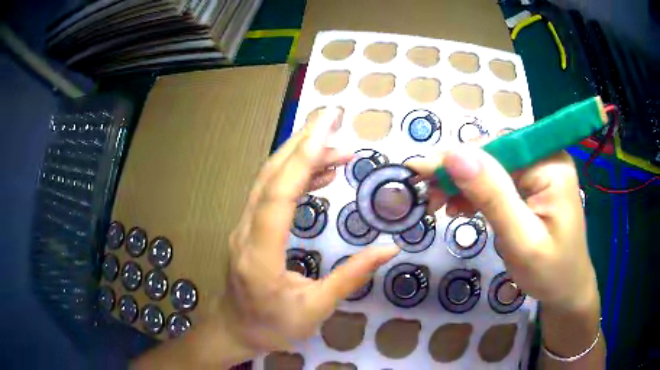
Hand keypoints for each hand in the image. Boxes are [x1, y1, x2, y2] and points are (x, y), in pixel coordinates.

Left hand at [224, 108, 399, 354]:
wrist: (234, 329)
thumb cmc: (272, 325)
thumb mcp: (315, 309)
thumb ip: (351, 277)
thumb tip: (389, 248)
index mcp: (260, 254)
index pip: (280, 195)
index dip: (304, 158)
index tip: (329, 129)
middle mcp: (246, 231)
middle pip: (271, 176)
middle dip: (302, 142)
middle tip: (334, 120)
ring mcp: (244, 226)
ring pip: (269, 180)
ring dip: (301, 157)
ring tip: (338, 148)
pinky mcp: (249, 227)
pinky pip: (270, 193)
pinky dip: (295, 176)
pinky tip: (320, 174)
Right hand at [408, 147, 598, 311]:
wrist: (566, 290)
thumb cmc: (550, 272)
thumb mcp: (521, 240)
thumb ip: (492, 196)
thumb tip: (455, 154)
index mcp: (551, 165)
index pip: (498, 148)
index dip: (458, 158)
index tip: (420, 172)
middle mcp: (545, 158)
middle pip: (493, 153)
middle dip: (457, 172)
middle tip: (426, 195)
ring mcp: (539, 170)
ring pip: (491, 166)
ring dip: (462, 183)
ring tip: (438, 204)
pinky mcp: (531, 185)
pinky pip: (497, 180)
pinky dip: (475, 192)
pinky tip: (459, 206)